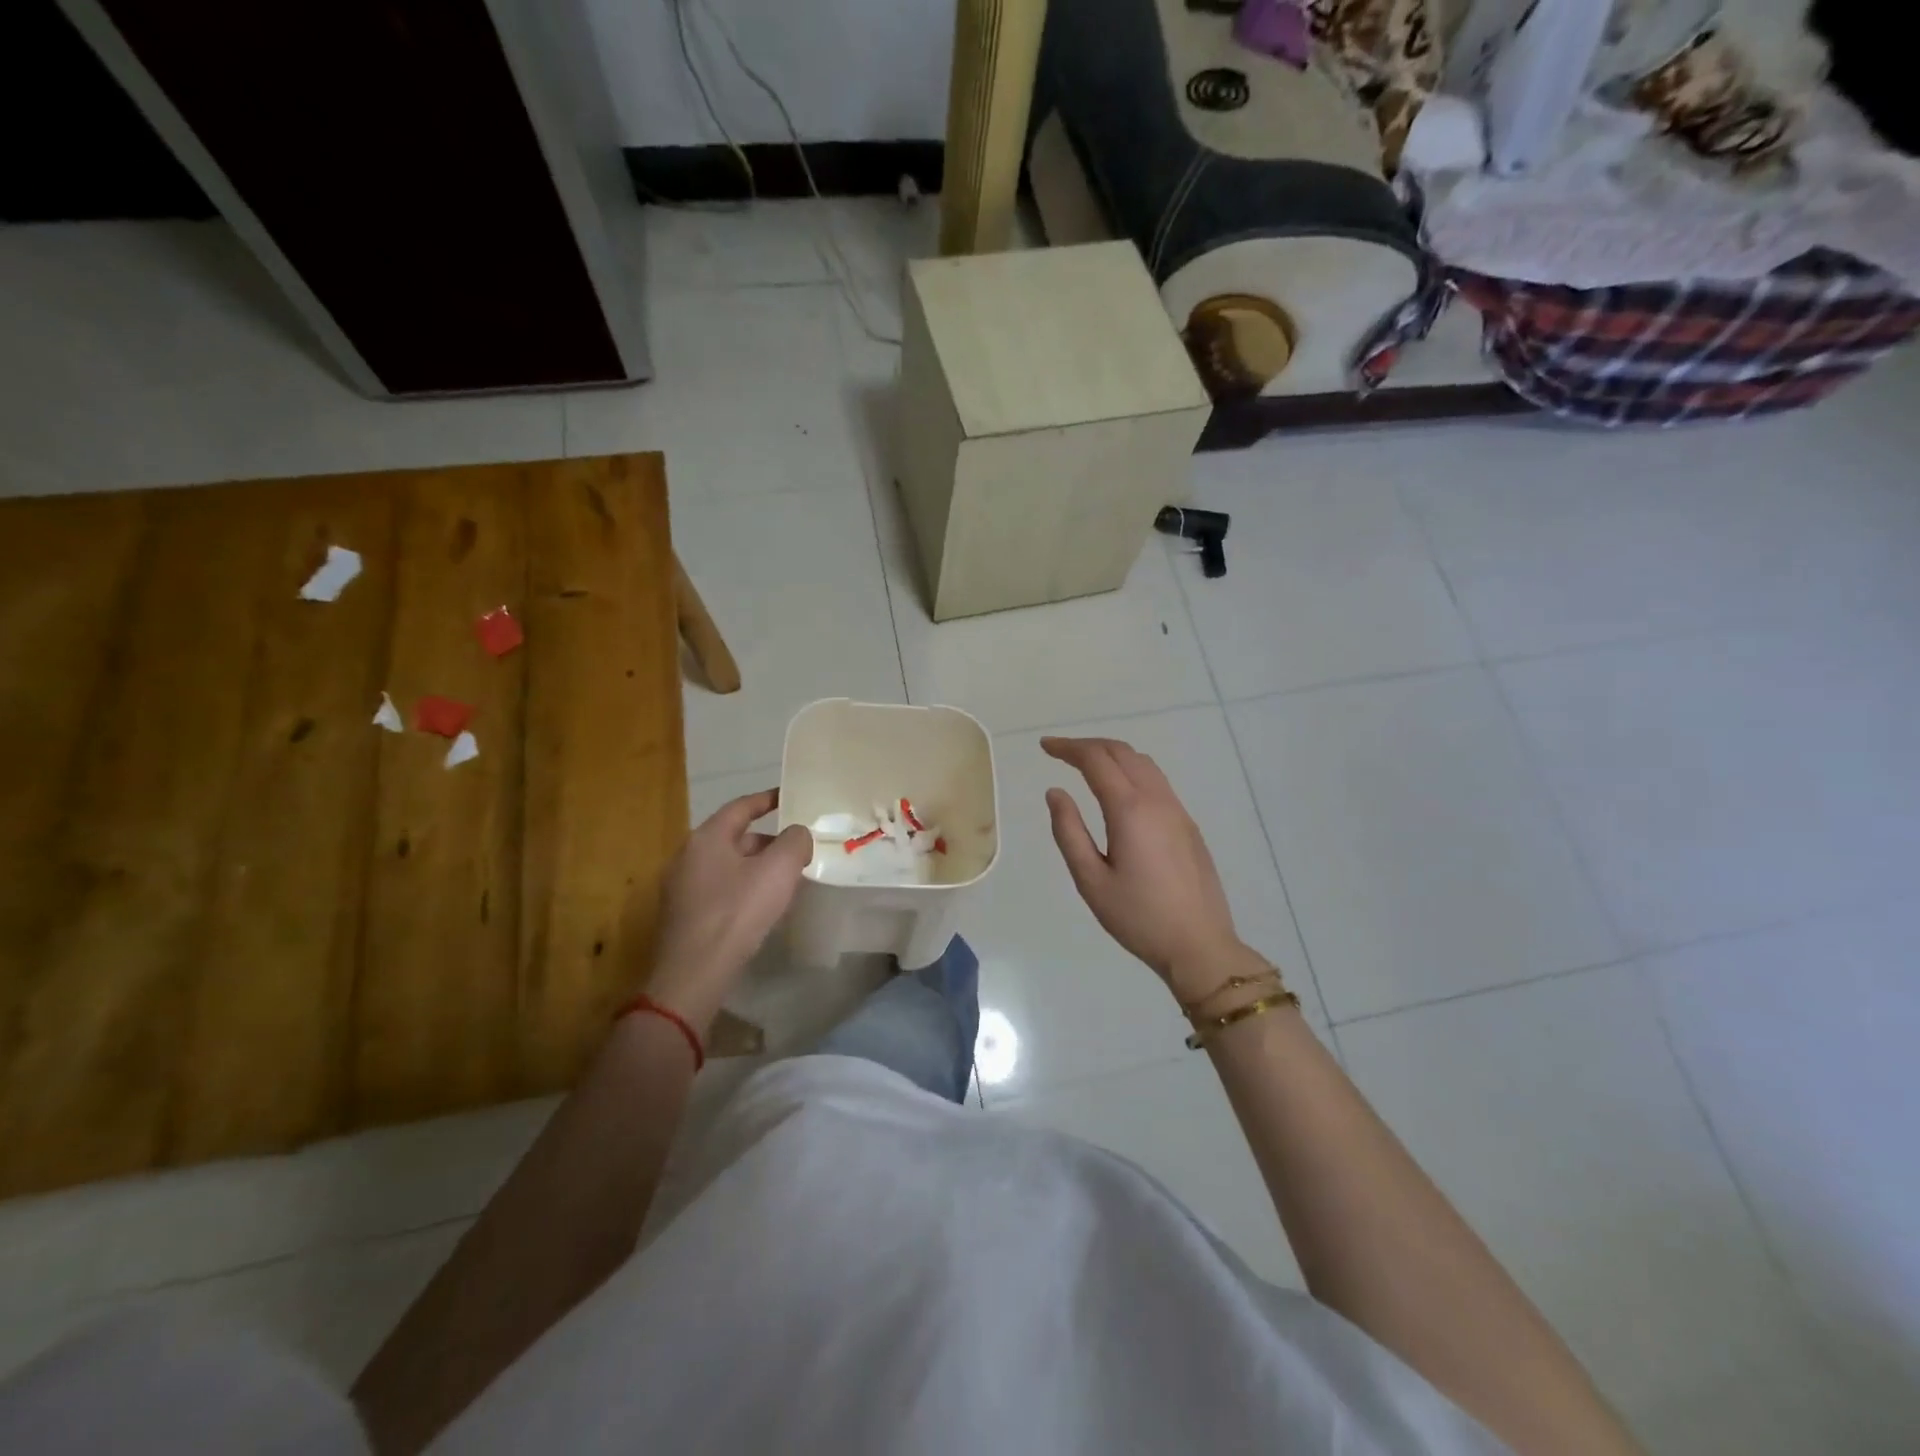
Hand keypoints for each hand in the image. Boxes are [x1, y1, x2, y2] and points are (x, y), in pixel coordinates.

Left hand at [646, 789, 812, 1035]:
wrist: (694, 974)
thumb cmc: (737, 912)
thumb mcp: (779, 870)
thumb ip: (795, 841)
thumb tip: (797, 834)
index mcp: (707, 837)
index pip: (741, 807)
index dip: (767, 799)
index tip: (789, 797)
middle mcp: (687, 856)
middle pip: (734, 837)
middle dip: (767, 840)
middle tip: (796, 849)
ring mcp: (680, 887)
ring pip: (727, 865)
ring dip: (755, 867)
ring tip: (784, 881)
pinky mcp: (682, 916)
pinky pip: (718, 890)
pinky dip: (742, 888)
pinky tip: (760, 908)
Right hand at [1042, 736, 1247, 999]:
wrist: (1200, 945)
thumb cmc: (1138, 917)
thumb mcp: (1091, 880)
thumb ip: (1069, 831)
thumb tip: (1055, 792)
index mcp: (1130, 810)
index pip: (1096, 760)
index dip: (1068, 748)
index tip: (1044, 747)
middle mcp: (1157, 800)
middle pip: (1122, 752)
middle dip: (1088, 745)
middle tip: (1060, 752)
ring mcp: (1177, 810)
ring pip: (1144, 763)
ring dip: (1112, 754)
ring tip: (1086, 765)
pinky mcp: (1188, 824)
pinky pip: (1157, 780)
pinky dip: (1131, 769)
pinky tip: (1119, 789)